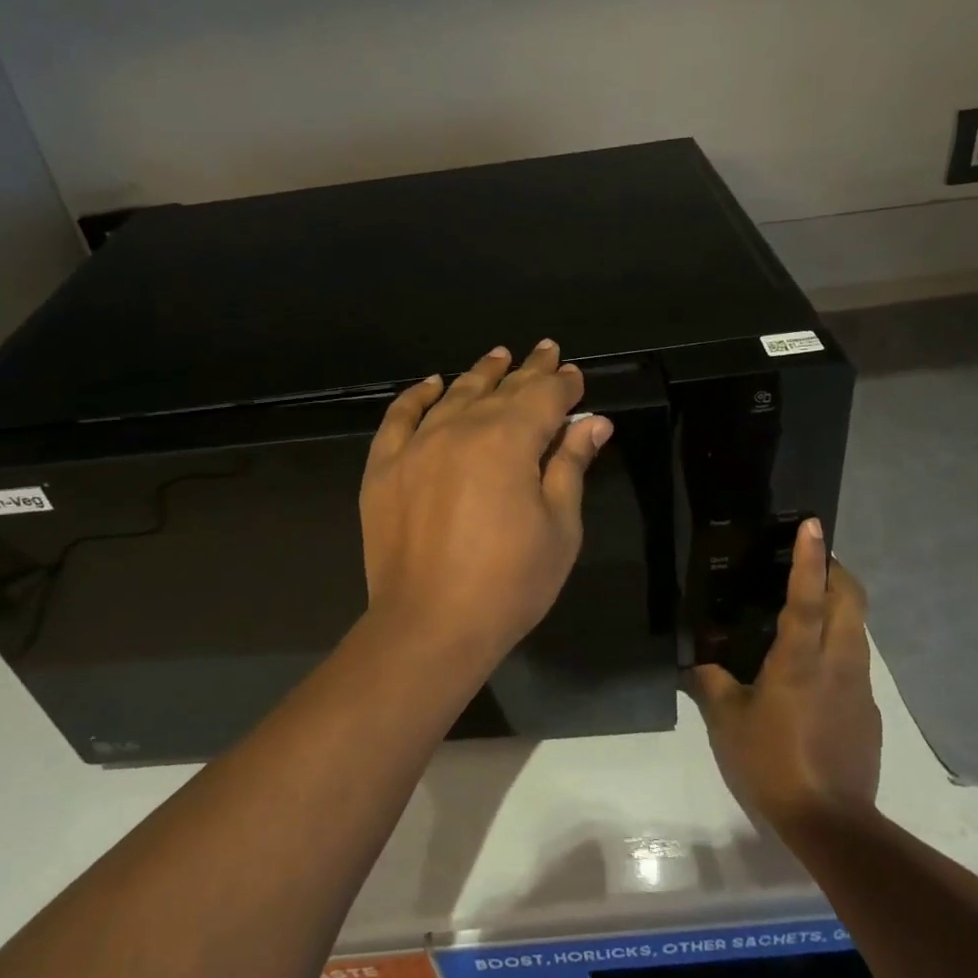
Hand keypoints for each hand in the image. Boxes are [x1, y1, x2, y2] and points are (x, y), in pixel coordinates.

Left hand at [359, 340, 612, 663]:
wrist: (429, 626)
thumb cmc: (509, 583)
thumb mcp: (559, 527)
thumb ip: (571, 466)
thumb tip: (593, 423)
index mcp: (509, 441)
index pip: (544, 397)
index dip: (564, 385)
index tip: (575, 377)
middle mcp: (460, 428)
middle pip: (502, 389)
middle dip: (529, 370)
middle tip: (547, 351)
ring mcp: (416, 445)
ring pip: (454, 395)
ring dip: (480, 374)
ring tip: (497, 357)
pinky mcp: (384, 467)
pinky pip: (399, 418)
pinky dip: (417, 396)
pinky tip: (431, 384)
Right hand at [692, 520, 881, 830]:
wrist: (832, 822)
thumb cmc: (773, 762)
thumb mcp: (728, 722)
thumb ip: (711, 683)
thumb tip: (698, 664)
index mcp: (801, 660)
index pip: (809, 596)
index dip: (811, 557)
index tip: (814, 525)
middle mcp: (838, 662)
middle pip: (852, 601)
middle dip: (837, 572)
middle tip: (812, 562)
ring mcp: (859, 686)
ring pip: (857, 629)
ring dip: (840, 606)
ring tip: (809, 609)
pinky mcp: (868, 710)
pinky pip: (855, 660)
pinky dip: (839, 644)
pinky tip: (812, 669)